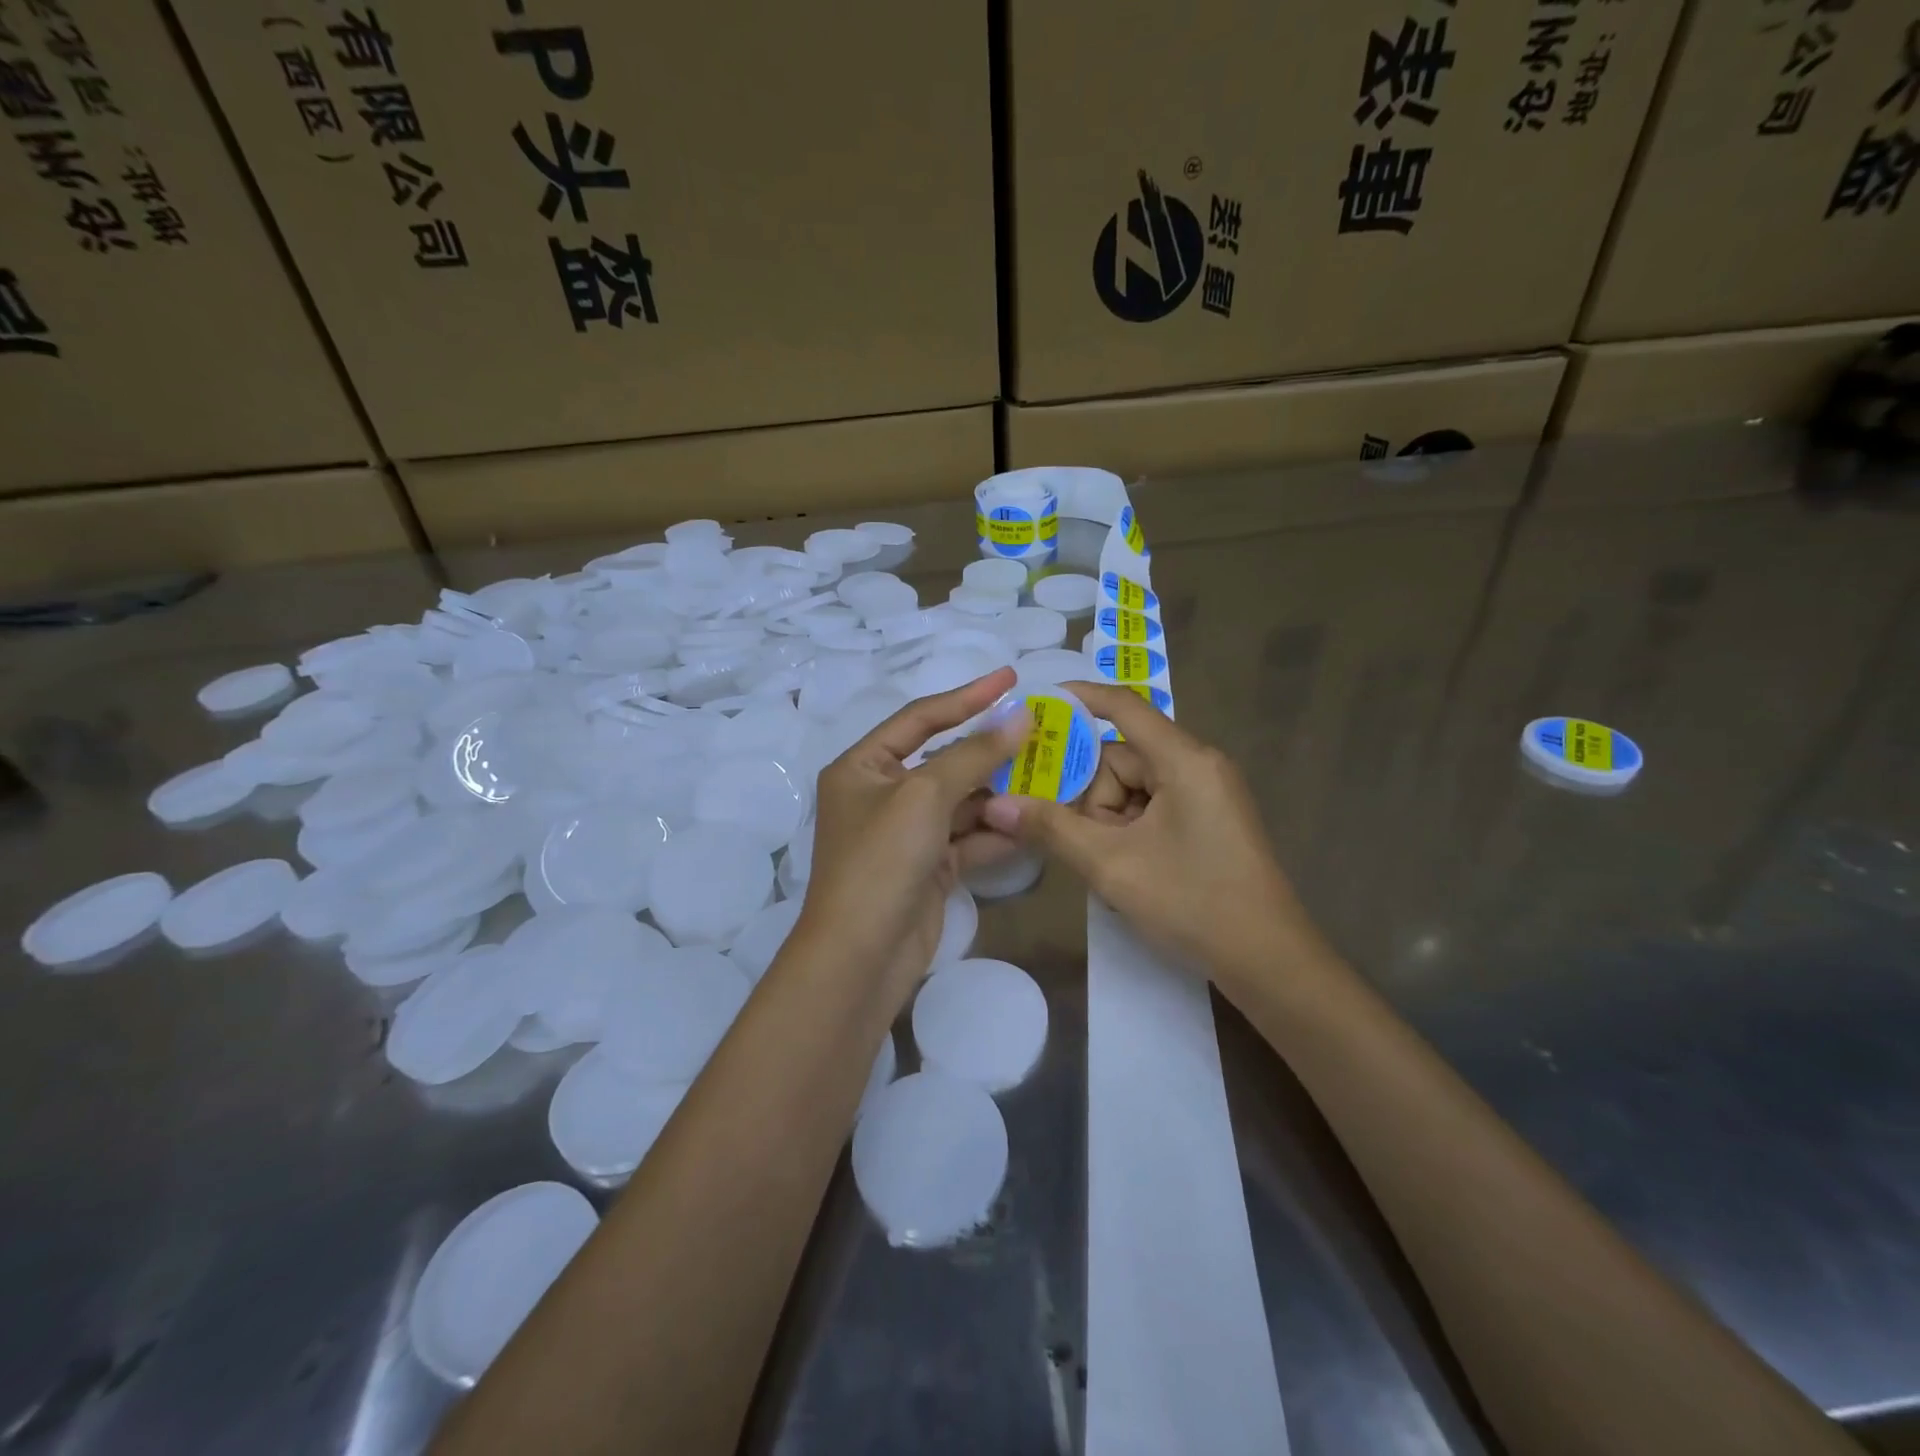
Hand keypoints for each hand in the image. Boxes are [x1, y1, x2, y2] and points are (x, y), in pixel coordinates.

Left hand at [797, 667, 1027, 1006]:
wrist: (861, 956)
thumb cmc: (881, 860)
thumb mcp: (925, 795)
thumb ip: (974, 754)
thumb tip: (1019, 715)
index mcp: (863, 766)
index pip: (920, 718)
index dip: (967, 696)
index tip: (1011, 678)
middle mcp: (881, 795)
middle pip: (945, 761)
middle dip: (991, 751)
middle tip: (1041, 733)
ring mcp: (905, 834)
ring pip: (961, 802)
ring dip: (1000, 794)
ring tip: (1050, 776)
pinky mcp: (927, 868)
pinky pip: (968, 839)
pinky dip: (996, 833)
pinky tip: (1033, 823)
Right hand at [982, 681, 1315, 982]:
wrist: (1269, 962)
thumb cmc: (1193, 903)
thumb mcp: (1111, 865)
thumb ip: (1051, 829)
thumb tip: (996, 805)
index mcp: (1183, 760)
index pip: (1124, 707)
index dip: (1078, 699)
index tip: (1035, 704)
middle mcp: (1197, 765)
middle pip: (1121, 759)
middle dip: (1092, 797)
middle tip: (1078, 841)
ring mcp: (1205, 793)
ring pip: (1133, 788)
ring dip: (1109, 821)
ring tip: (1109, 866)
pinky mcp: (1207, 819)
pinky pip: (1152, 806)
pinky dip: (1129, 830)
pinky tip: (1127, 867)